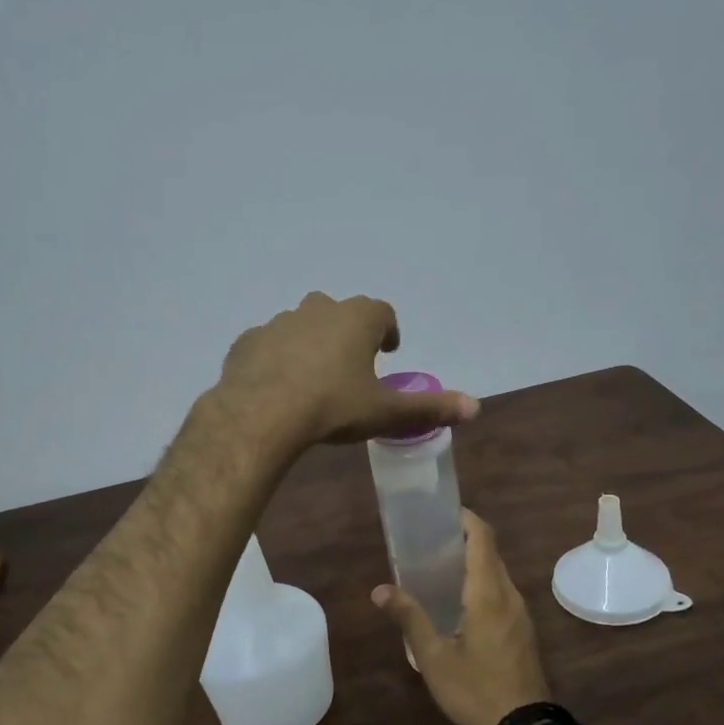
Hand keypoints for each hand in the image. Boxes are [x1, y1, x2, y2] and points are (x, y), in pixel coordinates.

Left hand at [212, 292, 477, 454]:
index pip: (381, 313)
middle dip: (347, 332)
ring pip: (300, 325)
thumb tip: (475, 407)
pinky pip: (268, 345)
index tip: (388, 349)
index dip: (387, 330)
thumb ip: (429, 408)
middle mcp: (317, 310)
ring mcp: (278, 323)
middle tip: (351, 363)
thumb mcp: (384, 412)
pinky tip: (276, 384)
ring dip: (310, 343)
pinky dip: (276, 358)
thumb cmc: (331, 407)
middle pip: (339, 313)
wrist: (260, 414)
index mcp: (356, 319)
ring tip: (312, 377)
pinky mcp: (247, 341)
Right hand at [373, 509, 550, 724]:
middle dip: (463, 539)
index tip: (440, 512)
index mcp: (488, 593)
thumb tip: (380, 589)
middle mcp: (509, 596)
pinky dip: (481, 583)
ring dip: (473, 563)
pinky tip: (458, 602)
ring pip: (497, 574)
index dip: (465, 518)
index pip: (482, 538)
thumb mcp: (434, 657)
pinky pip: (501, 593)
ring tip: (438, 568)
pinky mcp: (523, 631)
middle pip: (490, 553)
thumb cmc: (475, 690)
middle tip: (428, 541)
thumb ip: (409, 618)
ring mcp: (521, 614)